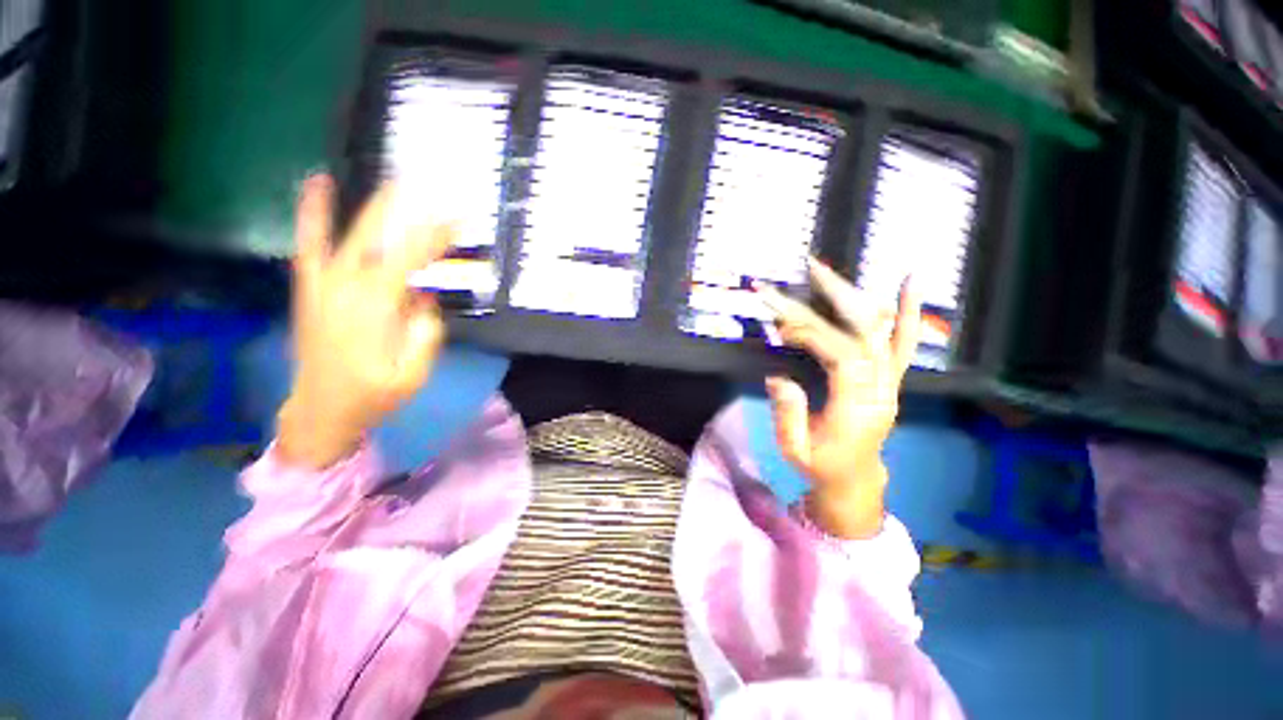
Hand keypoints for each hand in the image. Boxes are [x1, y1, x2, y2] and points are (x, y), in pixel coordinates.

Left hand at [277, 175, 456, 468]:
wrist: (320, 411)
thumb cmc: (373, 396)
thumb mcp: (414, 372)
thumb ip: (424, 332)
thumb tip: (423, 299)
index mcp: (373, 307)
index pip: (408, 258)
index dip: (434, 237)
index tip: (458, 221)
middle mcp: (343, 286)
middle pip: (377, 238)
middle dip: (407, 214)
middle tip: (433, 194)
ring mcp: (320, 284)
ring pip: (344, 235)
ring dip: (370, 208)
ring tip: (392, 183)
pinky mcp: (308, 289)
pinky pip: (308, 245)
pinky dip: (312, 214)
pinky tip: (316, 184)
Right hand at [757, 259, 920, 538]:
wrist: (855, 478)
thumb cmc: (821, 465)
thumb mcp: (795, 449)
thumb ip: (787, 415)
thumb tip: (777, 377)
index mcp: (857, 409)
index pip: (843, 357)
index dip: (814, 334)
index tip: (784, 327)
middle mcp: (880, 390)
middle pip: (865, 333)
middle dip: (836, 298)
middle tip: (810, 270)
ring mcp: (890, 382)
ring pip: (882, 330)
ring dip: (856, 295)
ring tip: (830, 271)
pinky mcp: (890, 378)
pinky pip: (904, 342)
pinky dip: (907, 311)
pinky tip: (908, 283)